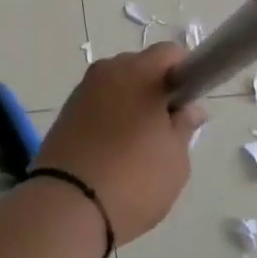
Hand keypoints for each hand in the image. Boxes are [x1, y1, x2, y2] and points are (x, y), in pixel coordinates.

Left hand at [33, 44, 206, 244]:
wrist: (68, 205)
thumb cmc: (134, 178)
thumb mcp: (175, 158)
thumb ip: (184, 126)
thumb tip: (190, 108)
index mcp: (139, 72)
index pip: (170, 52)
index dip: (185, 73)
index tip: (188, 103)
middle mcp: (108, 70)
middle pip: (141, 66)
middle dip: (156, 88)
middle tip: (166, 128)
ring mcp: (83, 89)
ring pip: (118, 85)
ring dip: (131, 103)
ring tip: (138, 145)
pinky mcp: (66, 111)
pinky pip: (98, 102)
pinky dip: (110, 116)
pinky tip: (113, 149)